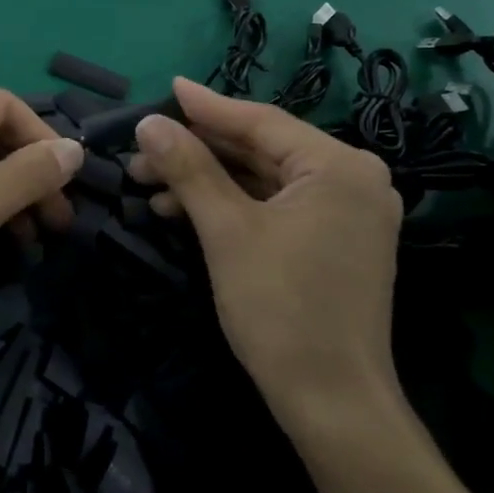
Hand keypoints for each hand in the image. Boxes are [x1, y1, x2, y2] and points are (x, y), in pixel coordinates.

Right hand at [128, 78, 403, 413]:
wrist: (332, 404)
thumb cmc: (281, 309)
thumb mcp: (226, 231)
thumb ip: (189, 168)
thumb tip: (150, 122)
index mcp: (338, 167)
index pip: (261, 122)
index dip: (207, 107)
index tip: (167, 88)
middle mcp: (351, 180)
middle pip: (260, 149)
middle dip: (198, 150)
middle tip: (142, 148)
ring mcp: (345, 212)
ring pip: (262, 178)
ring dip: (206, 179)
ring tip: (149, 182)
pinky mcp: (333, 240)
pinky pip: (274, 205)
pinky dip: (229, 204)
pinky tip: (181, 211)